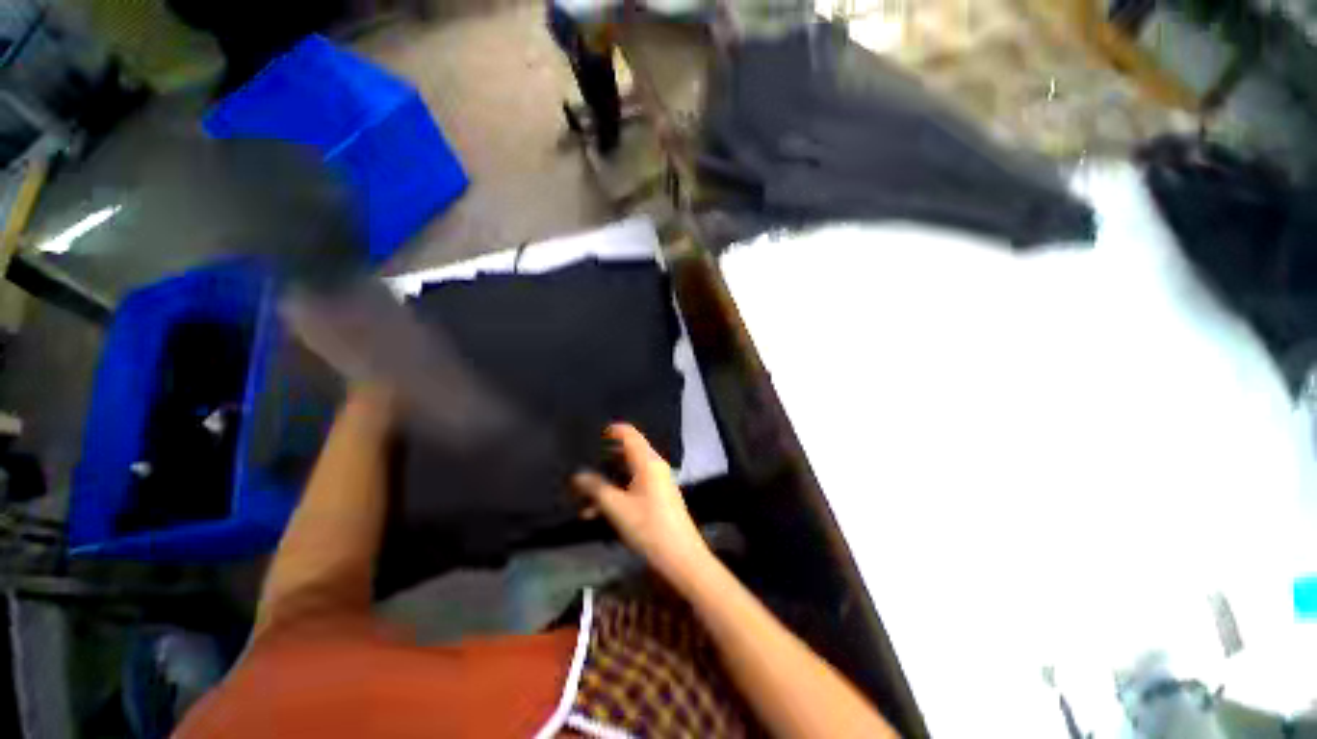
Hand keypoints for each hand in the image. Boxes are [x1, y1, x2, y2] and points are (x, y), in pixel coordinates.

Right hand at [573, 424, 711, 586]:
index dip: (612, 430)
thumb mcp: (616, 507)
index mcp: (647, 462)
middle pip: (628, 452)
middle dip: (605, 457)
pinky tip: (596, 512)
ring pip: (629, 472)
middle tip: (584, 459)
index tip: (593, 433)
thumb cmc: (648, 526)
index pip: (629, 434)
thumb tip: (577, 476)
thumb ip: (595, 488)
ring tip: (583, 492)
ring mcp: (658, 482)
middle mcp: (655, 467)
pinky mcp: (659, 497)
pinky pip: (634, 486)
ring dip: (608, 480)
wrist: (681, 557)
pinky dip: (617, 493)